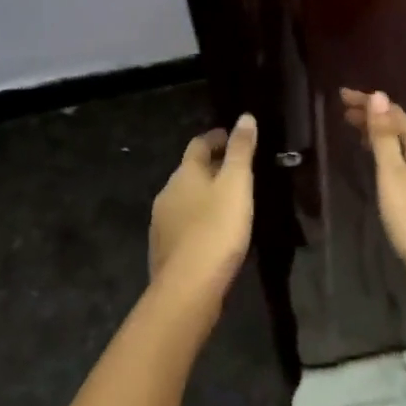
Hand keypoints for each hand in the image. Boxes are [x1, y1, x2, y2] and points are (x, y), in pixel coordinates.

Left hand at [149, 114, 257, 307]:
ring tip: (228, 202)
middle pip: (190, 171)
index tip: (234, 137)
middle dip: (211, 167)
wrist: (188, 287)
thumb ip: (241, 150)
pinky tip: (213, 232)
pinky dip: (198, 219)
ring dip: (204, 195)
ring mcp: (161, 222)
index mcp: (185, 173)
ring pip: (185, 198)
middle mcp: (167, 192)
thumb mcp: (237, 184)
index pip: (199, 144)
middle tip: (237, 171)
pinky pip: (183, 224)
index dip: (217, 138)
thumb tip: (244, 117)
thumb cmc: (217, 229)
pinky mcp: (163, 249)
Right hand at [339, 89, 405, 319]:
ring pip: (402, 145)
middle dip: (373, 116)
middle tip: (344, 110)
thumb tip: (379, 96)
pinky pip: (403, 162)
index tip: (343, 95)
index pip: (395, 114)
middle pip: (400, 128)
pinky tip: (378, 163)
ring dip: (379, 134)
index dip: (370, 102)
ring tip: (355, 130)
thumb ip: (384, 137)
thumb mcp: (393, 175)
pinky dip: (386, 153)